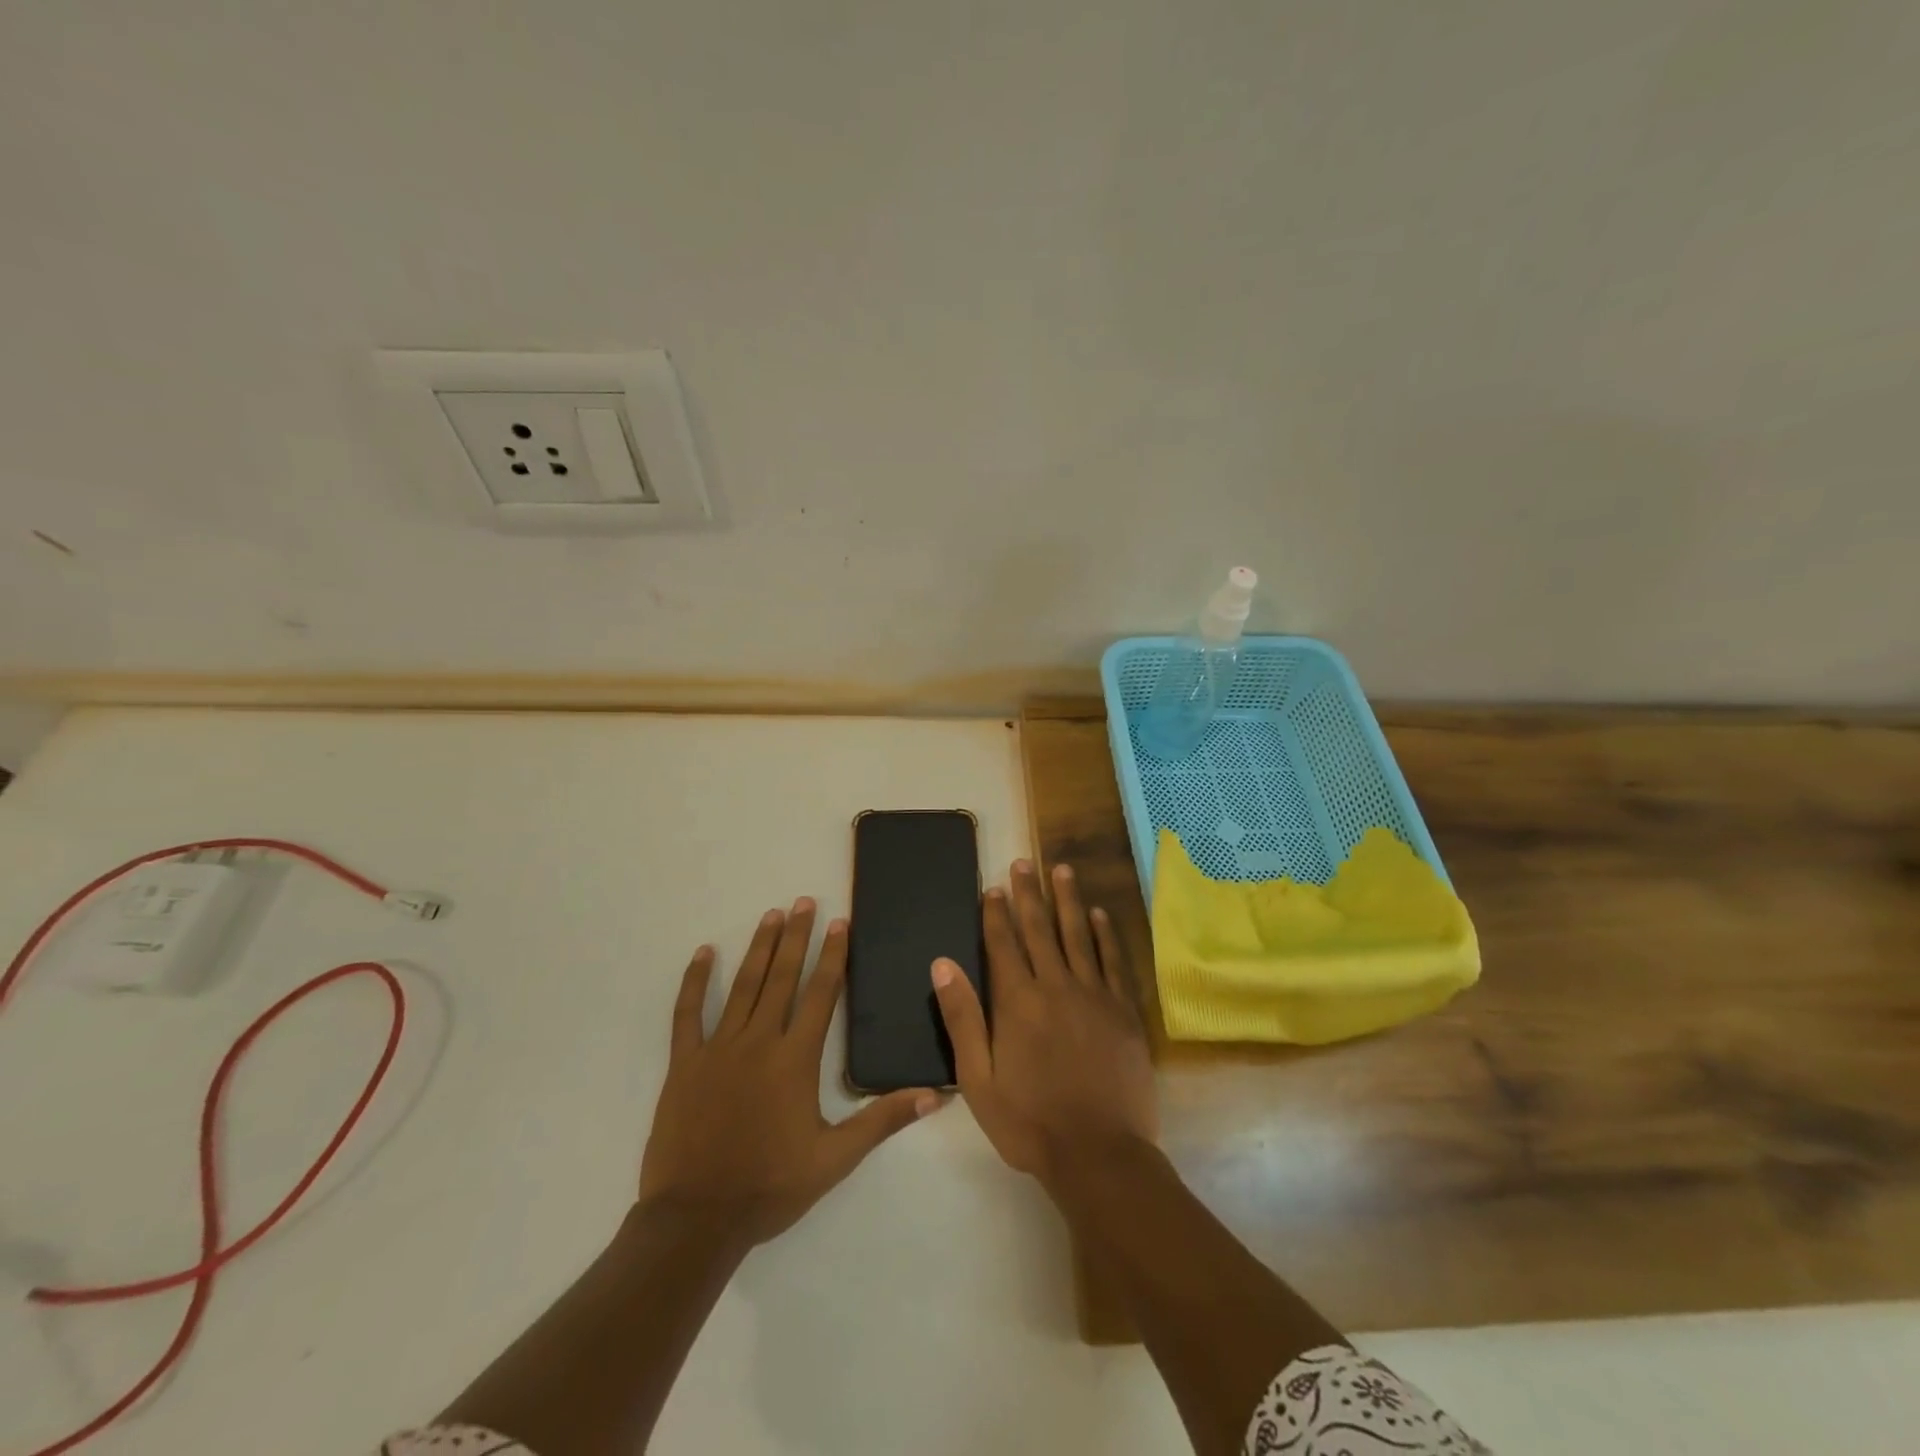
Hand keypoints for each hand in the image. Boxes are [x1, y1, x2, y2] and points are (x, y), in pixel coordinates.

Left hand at [640, 899, 939, 1244]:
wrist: (697, 1219)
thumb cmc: (770, 1186)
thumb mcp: (835, 1159)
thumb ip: (883, 1120)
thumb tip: (935, 1095)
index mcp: (796, 1059)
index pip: (821, 994)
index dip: (832, 956)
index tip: (839, 923)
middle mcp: (759, 1042)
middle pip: (783, 978)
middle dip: (796, 937)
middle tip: (804, 901)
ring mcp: (719, 1049)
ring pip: (743, 986)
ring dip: (759, 948)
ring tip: (771, 915)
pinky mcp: (685, 1064)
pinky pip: (689, 1013)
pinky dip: (696, 981)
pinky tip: (704, 953)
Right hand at [932, 861, 1156, 1187]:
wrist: (1099, 1153)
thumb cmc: (1029, 1122)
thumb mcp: (978, 1079)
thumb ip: (962, 1017)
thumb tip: (942, 964)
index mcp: (1018, 1002)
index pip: (1004, 944)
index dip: (996, 914)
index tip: (992, 887)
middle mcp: (1056, 986)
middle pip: (1040, 929)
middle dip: (1029, 894)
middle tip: (1023, 862)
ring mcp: (1094, 995)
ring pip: (1078, 935)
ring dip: (1068, 900)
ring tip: (1062, 870)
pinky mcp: (1124, 1010)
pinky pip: (1114, 961)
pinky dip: (1106, 935)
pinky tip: (1099, 915)